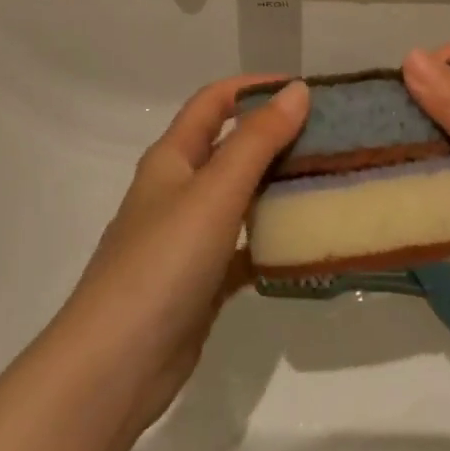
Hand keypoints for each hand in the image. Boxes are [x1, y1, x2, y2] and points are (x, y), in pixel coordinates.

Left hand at [62, 74, 308, 430]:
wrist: (117, 363)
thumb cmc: (163, 262)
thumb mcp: (214, 192)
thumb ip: (257, 140)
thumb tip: (296, 90)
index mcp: (172, 159)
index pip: (213, 103)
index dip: (254, 87)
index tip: (304, 88)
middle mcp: (178, 191)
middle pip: (230, 148)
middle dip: (276, 136)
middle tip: (332, 137)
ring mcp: (189, 239)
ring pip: (241, 199)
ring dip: (278, 187)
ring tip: (330, 181)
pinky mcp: (202, 282)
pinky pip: (245, 249)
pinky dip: (272, 242)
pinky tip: (307, 244)